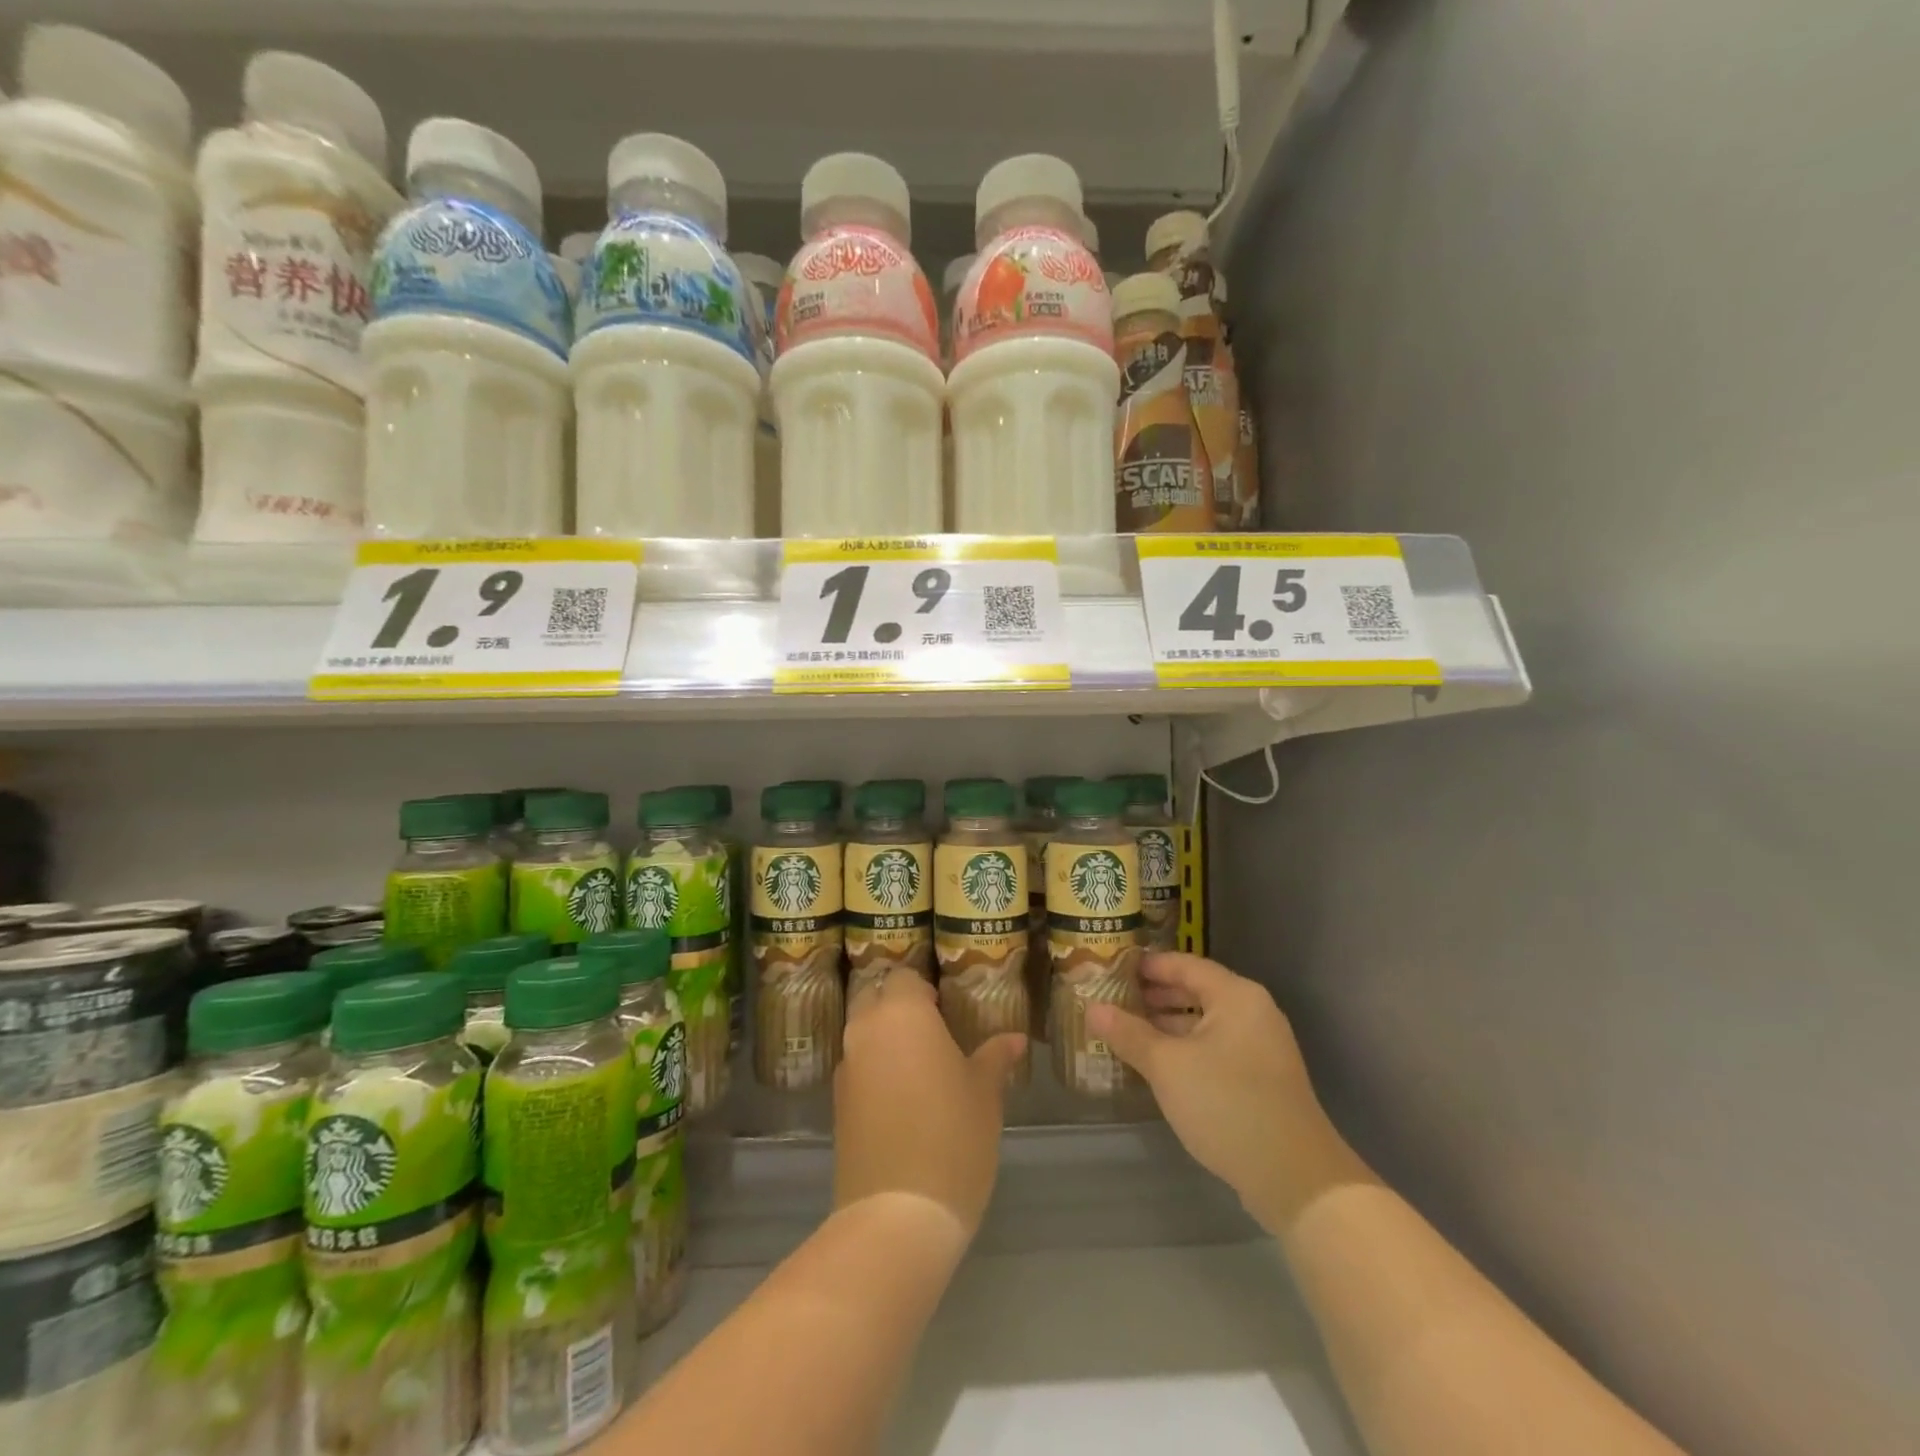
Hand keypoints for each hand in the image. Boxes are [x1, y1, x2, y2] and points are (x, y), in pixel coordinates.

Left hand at [833, 969, 1026, 1235]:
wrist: (898, 1213)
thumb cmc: (953, 1136)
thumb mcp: (985, 1093)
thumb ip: (995, 1058)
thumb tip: (1014, 1039)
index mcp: (903, 1013)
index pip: (905, 977)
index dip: (924, 988)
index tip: (945, 1007)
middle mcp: (866, 1030)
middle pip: (874, 997)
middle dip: (896, 1005)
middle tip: (931, 1028)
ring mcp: (846, 1067)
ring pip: (861, 1032)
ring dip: (883, 1036)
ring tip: (918, 1063)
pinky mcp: (837, 1103)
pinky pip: (855, 1067)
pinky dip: (873, 1068)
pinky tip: (900, 1096)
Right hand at [1086, 952, 1352, 1232]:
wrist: (1295, 1178)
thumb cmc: (1227, 1104)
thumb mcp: (1167, 1066)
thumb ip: (1129, 1034)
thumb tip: (1092, 1008)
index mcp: (1236, 996)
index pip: (1184, 964)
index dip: (1147, 965)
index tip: (1111, 967)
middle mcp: (1252, 1012)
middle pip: (1196, 991)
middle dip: (1154, 995)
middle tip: (1112, 998)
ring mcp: (1261, 1047)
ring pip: (1204, 1022)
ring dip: (1167, 1024)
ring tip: (1126, 1030)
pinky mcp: (1261, 1079)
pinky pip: (1215, 1048)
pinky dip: (1185, 1048)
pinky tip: (1157, 1063)